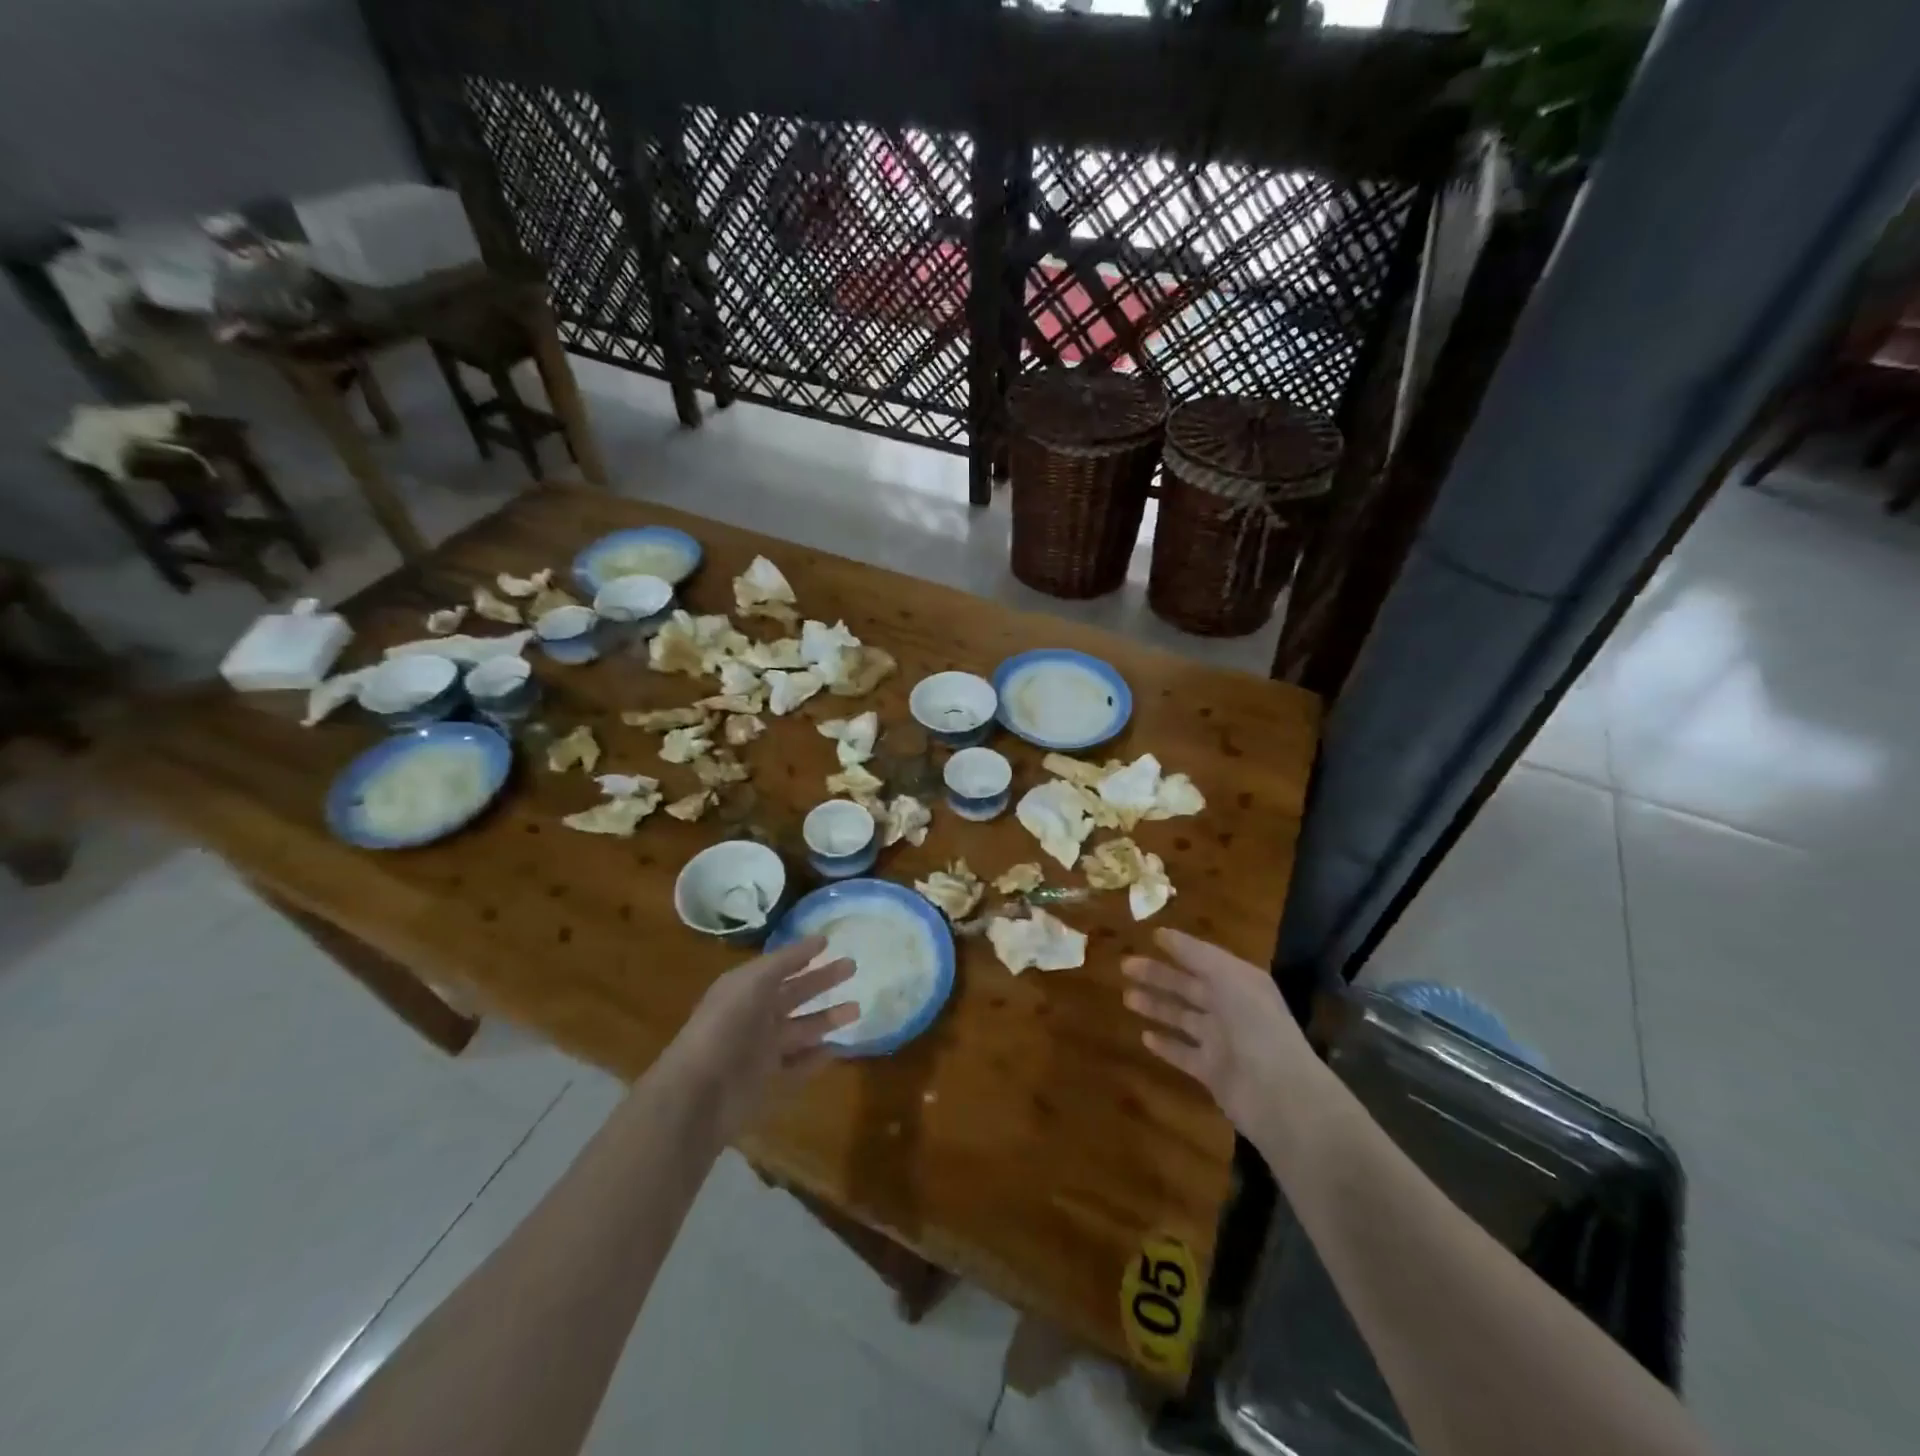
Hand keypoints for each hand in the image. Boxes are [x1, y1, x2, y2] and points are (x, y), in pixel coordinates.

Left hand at [660, 936, 857, 1139]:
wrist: (699, 1093)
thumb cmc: (726, 1026)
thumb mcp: (753, 982)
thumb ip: (785, 961)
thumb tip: (819, 940)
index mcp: (745, 989)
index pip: (779, 967)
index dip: (802, 954)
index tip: (830, 942)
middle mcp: (754, 1016)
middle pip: (795, 994)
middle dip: (822, 981)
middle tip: (853, 967)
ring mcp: (761, 1050)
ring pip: (801, 1029)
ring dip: (827, 1018)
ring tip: (857, 1009)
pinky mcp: (768, 1081)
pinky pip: (798, 1066)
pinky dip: (816, 1058)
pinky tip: (836, 1049)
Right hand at [1123, 929, 1324, 1152]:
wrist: (1279, 1094)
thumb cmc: (1254, 1025)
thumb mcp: (1228, 977)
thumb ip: (1195, 954)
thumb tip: (1162, 932)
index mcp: (1240, 982)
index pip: (1204, 959)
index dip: (1180, 947)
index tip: (1150, 936)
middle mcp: (1231, 1008)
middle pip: (1189, 987)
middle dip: (1158, 975)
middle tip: (1125, 967)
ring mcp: (1221, 1041)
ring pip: (1182, 1018)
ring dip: (1156, 1006)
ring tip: (1127, 997)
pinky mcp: (1211, 1071)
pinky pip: (1183, 1053)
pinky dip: (1166, 1044)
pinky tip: (1145, 1036)